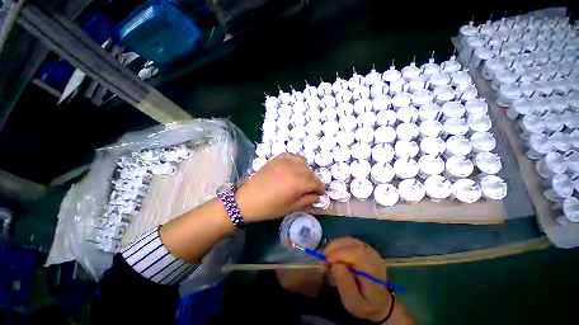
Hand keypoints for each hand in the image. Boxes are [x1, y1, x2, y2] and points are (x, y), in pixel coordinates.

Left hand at [236, 153, 324, 221]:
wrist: (247, 199)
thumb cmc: (269, 207)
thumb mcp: (290, 207)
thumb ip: (307, 200)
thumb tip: (317, 196)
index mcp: (297, 183)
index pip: (316, 183)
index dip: (321, 188)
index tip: (321, 192)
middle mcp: (293, 169)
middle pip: (310, 172)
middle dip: (313, 180)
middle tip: (311, 188)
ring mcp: (284, 162)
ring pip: (303, 161)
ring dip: (306, 169)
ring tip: (302, 177)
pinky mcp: (276, 159)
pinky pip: (291, 155)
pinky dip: (296, 161)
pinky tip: (294, 167)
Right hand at [324, 237, 391, 322]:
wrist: (379, 301)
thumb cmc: (365, 304)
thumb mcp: (353, 303)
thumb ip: (346, 285)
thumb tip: (336, 265)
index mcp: (373, 270)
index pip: (357, 253)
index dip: (339, 253)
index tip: (326, 261)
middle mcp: (373, 256)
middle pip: (352, 244)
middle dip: (334, 248)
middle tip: (323, 259)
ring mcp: (369, 249)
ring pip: (349, 240)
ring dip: (334, 245)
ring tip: (326, 257)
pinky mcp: (364, 247)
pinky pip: (349, 241)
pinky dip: (338, 245)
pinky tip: (332, 253)